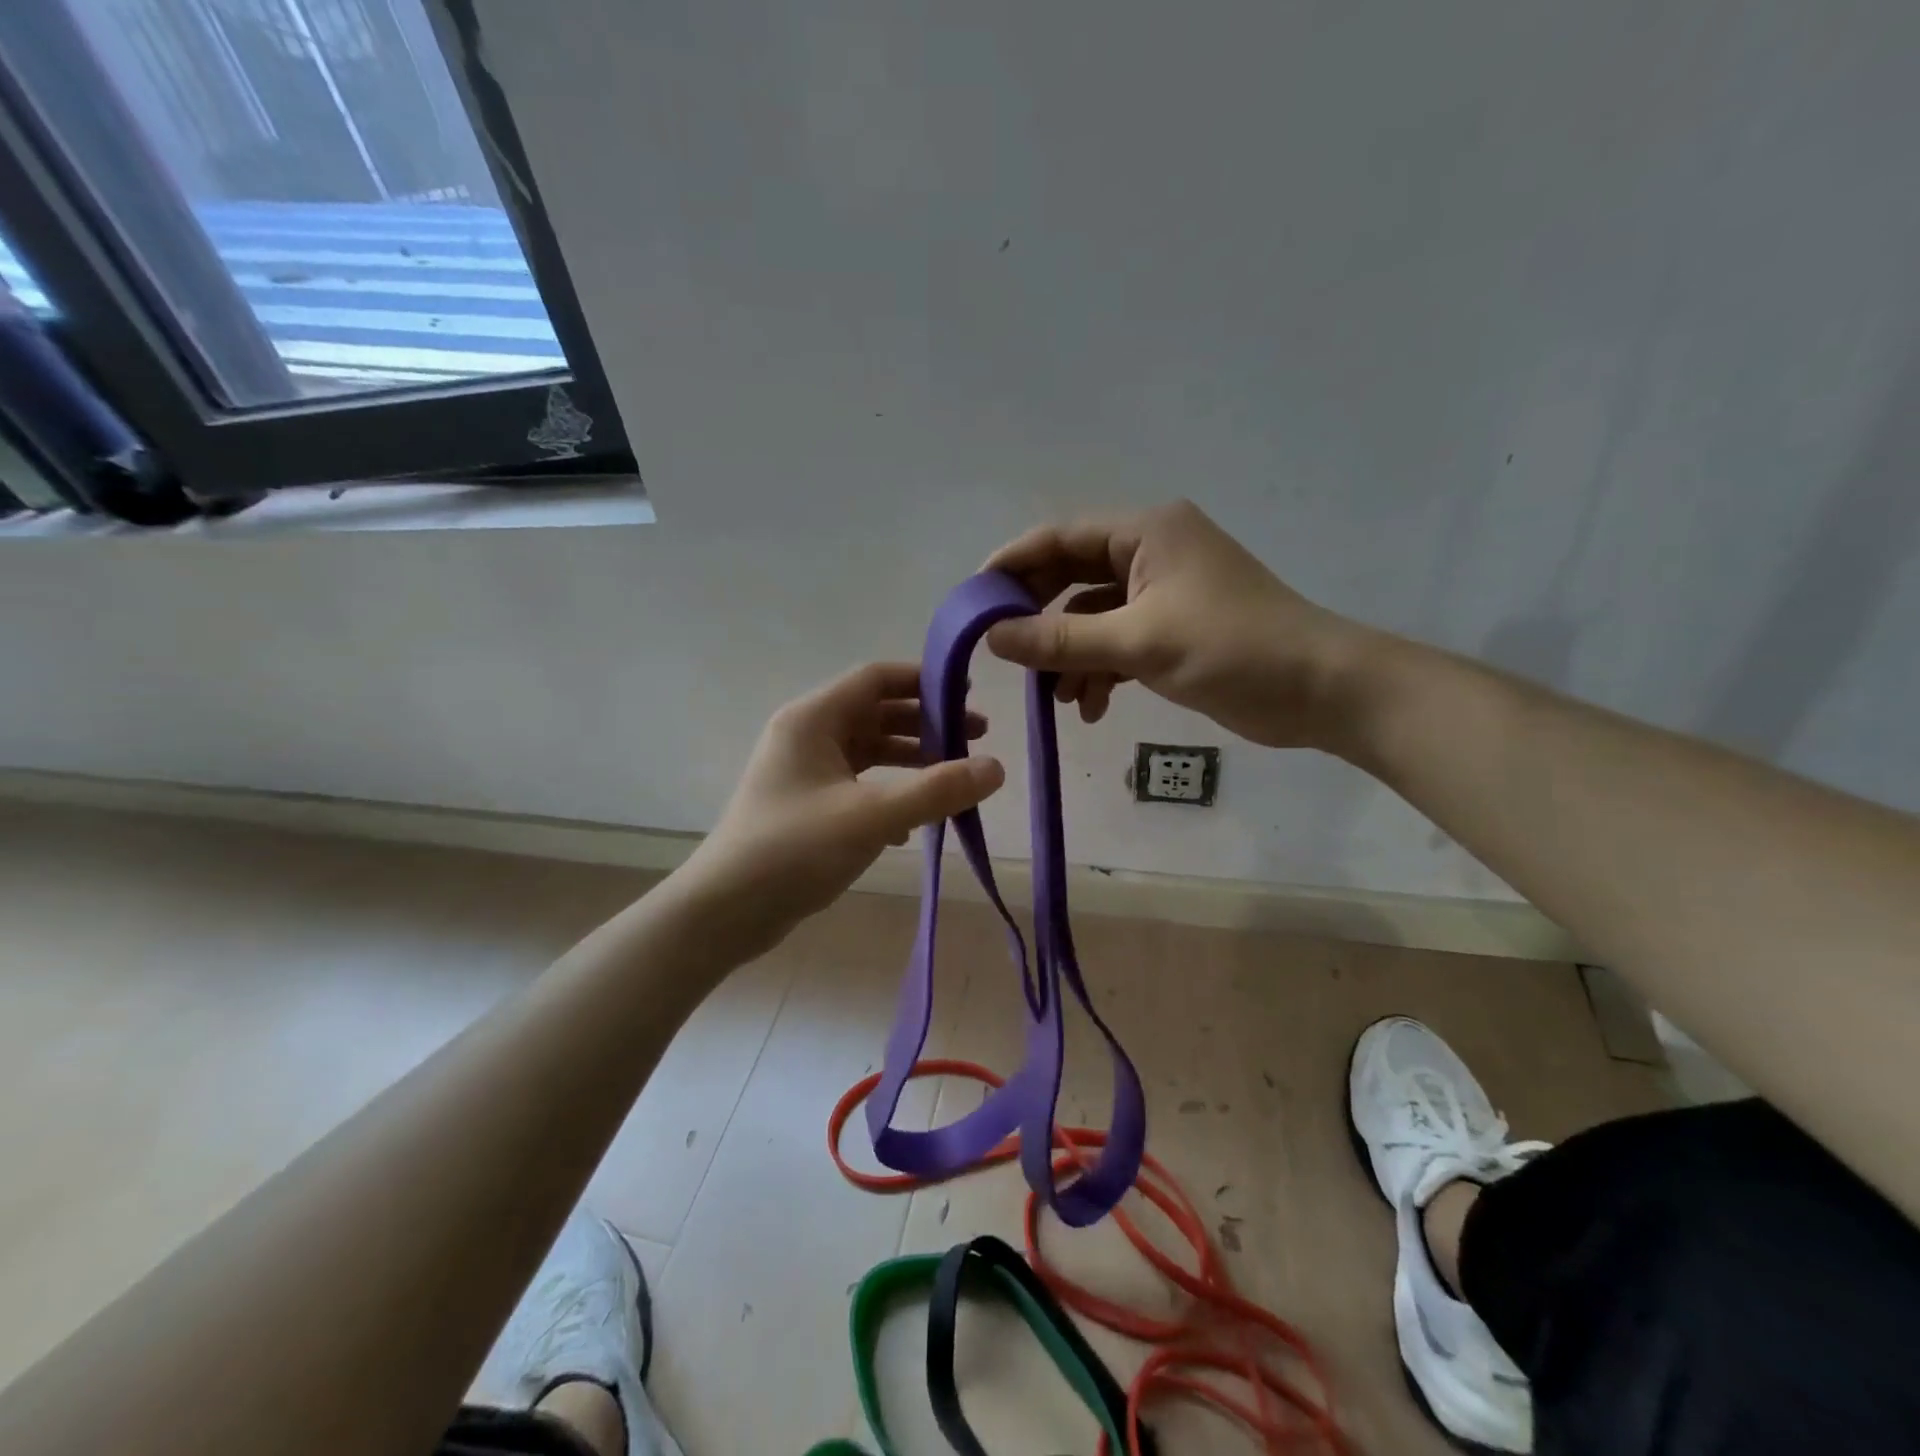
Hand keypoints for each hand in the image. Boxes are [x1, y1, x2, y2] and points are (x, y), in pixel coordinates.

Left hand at [677, 662, 1004, 957]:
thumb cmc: (794, 849)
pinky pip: (858, 785)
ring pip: (869, 751)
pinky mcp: (807, 806)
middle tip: (976, 737)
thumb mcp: (873, 816)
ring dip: (911, 760)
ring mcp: (804, 772)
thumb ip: (937, 790)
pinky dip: (889, 793)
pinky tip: (913, 826)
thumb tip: (996, 768)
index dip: (923, 680)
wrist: (725, 911)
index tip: (968, 692)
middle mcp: (806, 736)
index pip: (875, 678)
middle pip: (876, 713)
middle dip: (927, 723)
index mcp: (813, 719)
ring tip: (955, 777)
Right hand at [983, 499, 1373, 749]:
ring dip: (1070, 656)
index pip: (1060, 536)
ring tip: (1057, 698)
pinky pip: (1117, 642)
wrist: (1320, 690)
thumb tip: (992, 637)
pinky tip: (1092, 708)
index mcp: (1146, 532)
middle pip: (1071, 576)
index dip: (1012, 564)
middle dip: (1039, 618)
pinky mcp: (1172, 630)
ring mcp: (1162, 592)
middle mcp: (1150, 552)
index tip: (973, 602)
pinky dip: (1100, 672)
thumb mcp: (1139, 642)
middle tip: (1004, 653)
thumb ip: (1062, 640)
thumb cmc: (1232, 649)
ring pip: (1092, 617)